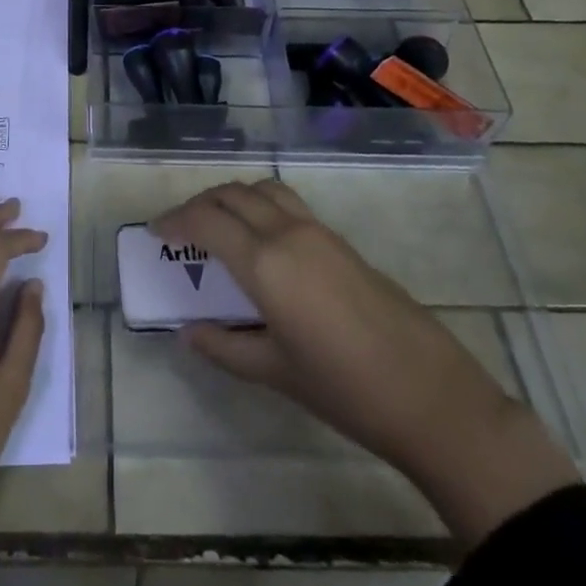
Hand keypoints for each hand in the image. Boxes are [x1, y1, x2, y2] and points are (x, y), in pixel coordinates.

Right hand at [153, 180, 579, 549]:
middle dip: (199, 204)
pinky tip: (259, 240)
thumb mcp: (274, 371)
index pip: (206, 221)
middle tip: (179, 229)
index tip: (155, 231)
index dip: (175, 219)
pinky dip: (259, 206)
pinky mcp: (340, 240)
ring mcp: (319, 231)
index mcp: (265, 263)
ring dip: (232, 198)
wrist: (430, 395)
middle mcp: (288, 232)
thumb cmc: (344, 389)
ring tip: (217, 226)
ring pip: (262, 190)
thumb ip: (224, 346)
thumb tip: (189, 331)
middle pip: (232, 194)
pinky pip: (287, 203)